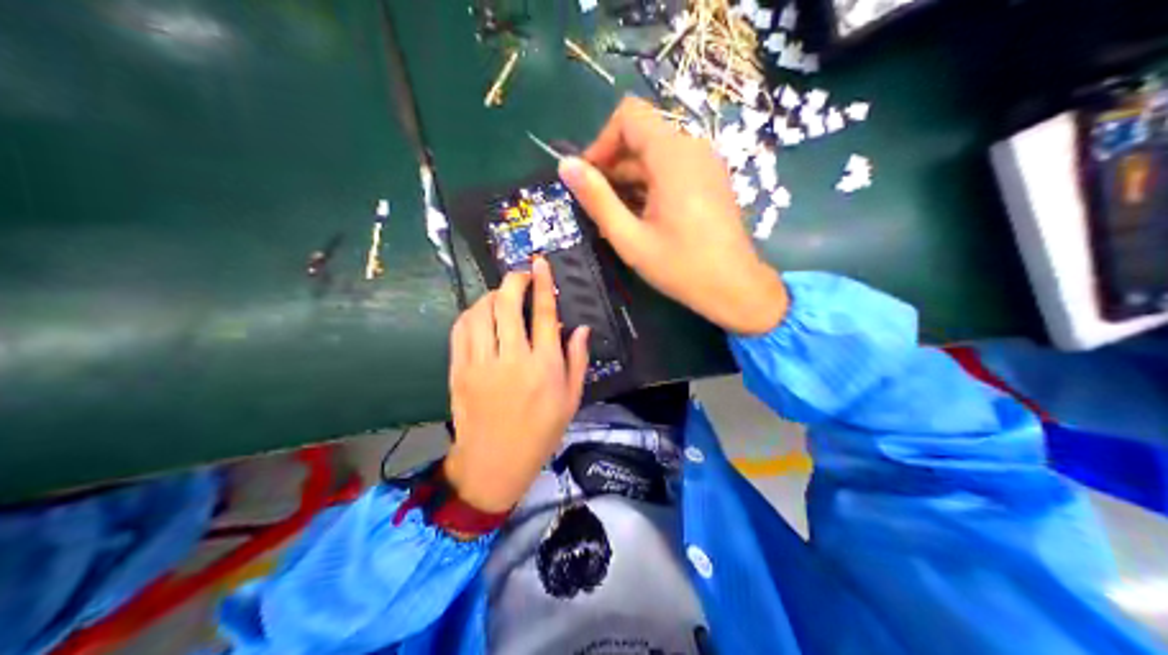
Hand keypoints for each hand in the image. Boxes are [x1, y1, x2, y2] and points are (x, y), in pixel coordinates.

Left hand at [449, 258, 592, 512]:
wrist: (494, 462)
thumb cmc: (539, 434)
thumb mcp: (571, 401)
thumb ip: (577, 361)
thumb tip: (582, 327)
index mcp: (544, 367)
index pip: (545, 314)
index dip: (543, 283)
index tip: (540, 263)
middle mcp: (513, 359)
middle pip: (508, 304)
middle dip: (514, 280)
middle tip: (520, 276)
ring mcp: (481, 364)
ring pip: (481, 312)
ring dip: (492, 296)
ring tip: (501, 296)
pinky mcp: (459, 371)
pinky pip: (461, 330)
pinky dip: (470, 314)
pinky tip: (480, 314)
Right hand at [560, 95, 788, 335]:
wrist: (736, 288)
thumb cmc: (682, 266)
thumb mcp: (630, 238)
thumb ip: (597, 199)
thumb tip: (565, 166)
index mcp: (673, 155)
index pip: (629, 115)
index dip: (602, 141)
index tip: (590, 178)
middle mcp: (692, 147)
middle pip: (641, 134)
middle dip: (613, 163)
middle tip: (598, 204)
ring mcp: (705, 162)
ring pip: (656, 151)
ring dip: (630, 176)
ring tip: (618, 216)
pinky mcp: (711, 177)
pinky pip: (673, 166)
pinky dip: (651, 182)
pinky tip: (644, 216)